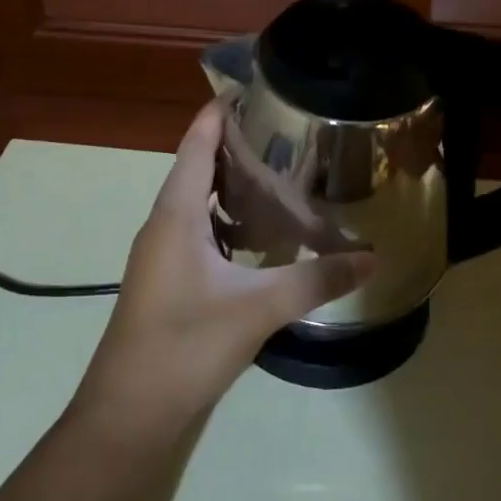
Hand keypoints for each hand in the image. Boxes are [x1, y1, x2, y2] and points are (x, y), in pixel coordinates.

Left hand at [72, 100, 374, 443]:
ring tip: (281, 171)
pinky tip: (260, 232)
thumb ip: (316, 281)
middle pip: (198, 166)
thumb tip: (372, 258)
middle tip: (287, 129)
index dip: (221, 111)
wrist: (129, 413)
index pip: (197, 143)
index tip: (256, 88)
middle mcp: (164, 223)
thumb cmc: (184, 347)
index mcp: (176, 214)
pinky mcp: (168, 278)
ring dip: (231, 182)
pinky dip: (227, 217)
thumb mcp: (257, 310)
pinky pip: (198, 228)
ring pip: (198, 200)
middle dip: (237, 143)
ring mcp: (162, 252)